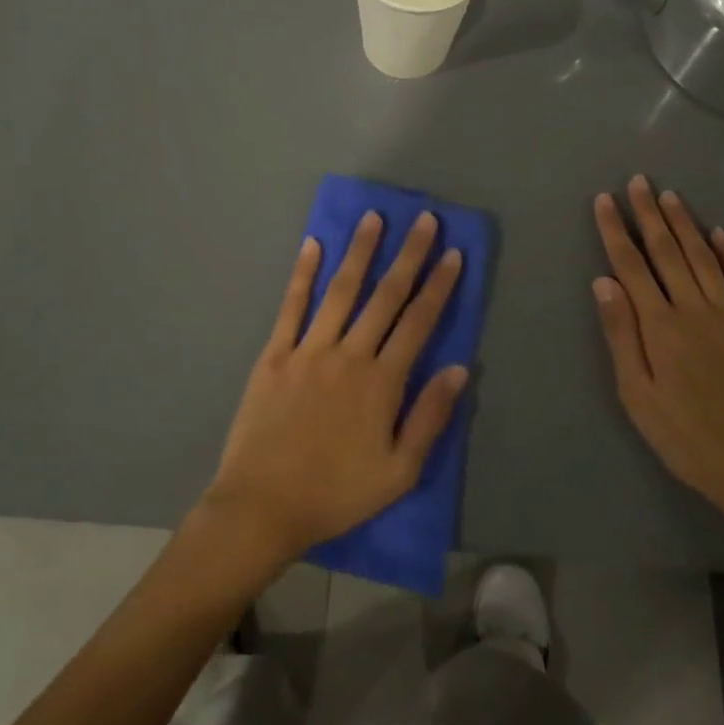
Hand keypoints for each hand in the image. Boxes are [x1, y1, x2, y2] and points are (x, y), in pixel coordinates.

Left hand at [202, 210, 467, 562]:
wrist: (263, 506)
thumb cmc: (336, 493)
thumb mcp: (398, 471)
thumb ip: (430, 417)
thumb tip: (460, 368)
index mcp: (382, 382)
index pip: (418, 322)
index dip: (438, 285)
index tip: (452, 253)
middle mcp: (349, 354)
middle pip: (385, 296)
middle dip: (408, 255)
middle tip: (423, 219)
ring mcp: (308, 349)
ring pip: (340, 290)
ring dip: (359, 252)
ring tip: (372, 218)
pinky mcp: (274, 354)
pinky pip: (291, 306)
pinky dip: (302, 274)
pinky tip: (312, 245)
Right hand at [591, 175, 723, 529]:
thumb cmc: (684, 438)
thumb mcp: (636, 394)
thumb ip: (621, 335)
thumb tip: (603, 281)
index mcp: (661, 326)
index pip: (631, 266)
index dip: (616, 231)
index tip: (605, 200)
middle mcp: (695, 310)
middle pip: (668, 253)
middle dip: (650, 215)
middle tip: (638, 181)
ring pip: (704, 260)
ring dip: (686, 225)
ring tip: (670, 196)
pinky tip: (721, 235)